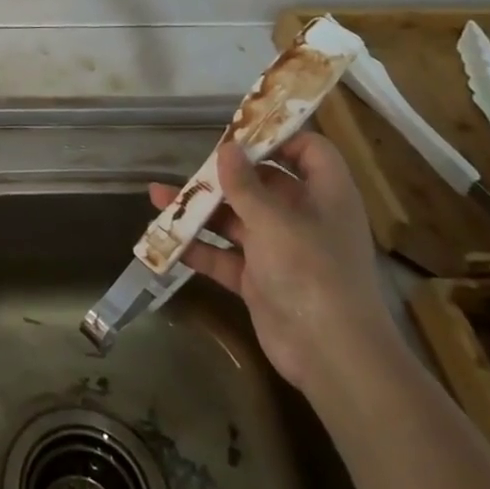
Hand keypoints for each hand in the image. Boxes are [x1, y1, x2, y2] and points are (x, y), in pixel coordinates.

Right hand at [151, 131, 399, 396]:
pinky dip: (198, 248)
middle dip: (224, 175)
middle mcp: (304, 218)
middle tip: (191, 165)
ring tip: (158, 196)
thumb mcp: (273, 220)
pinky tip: (164, 239)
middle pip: (264, 184)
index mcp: (325, 195)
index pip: (309, 151)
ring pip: (237, 220)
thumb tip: (227, 148)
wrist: (331, 355)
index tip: (239, 132)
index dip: (279, 137)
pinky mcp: (260, 281)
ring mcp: (281, 251)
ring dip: (201, 210)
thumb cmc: (311, 272)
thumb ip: (245, 184)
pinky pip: (225, 256)